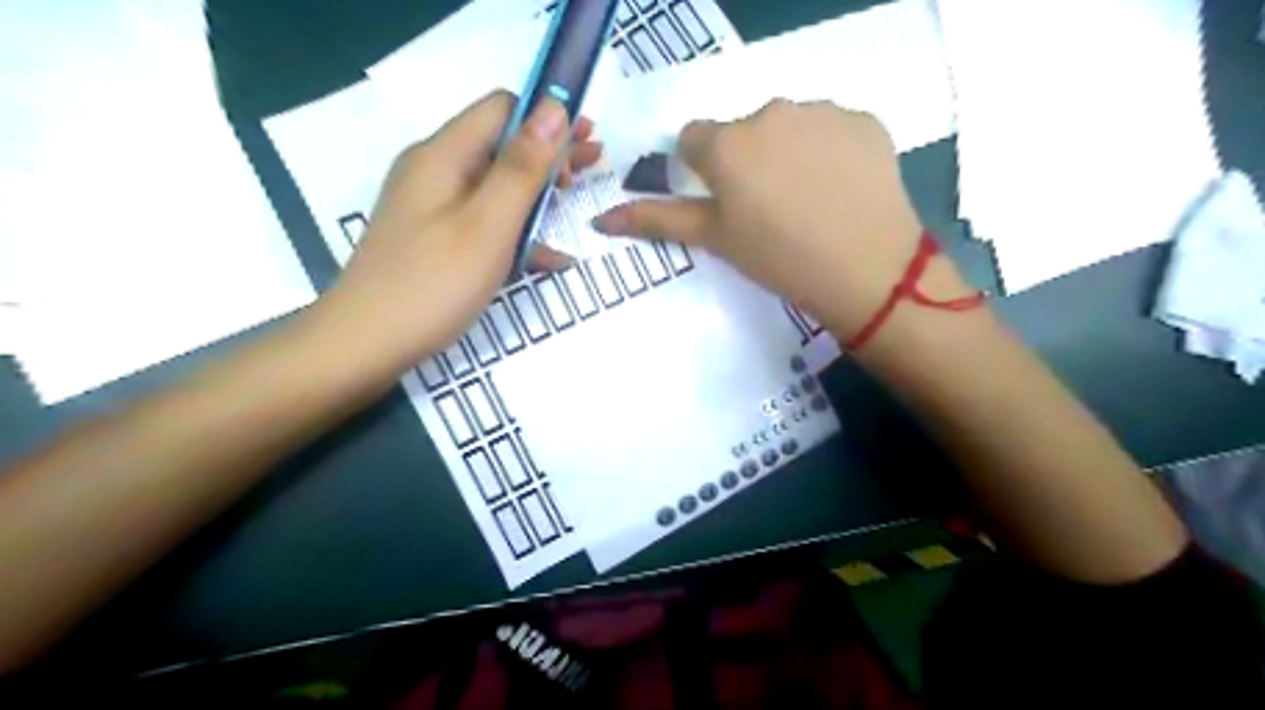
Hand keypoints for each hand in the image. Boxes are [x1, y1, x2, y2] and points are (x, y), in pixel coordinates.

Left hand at [310, 92, 597, 367]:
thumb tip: (555, 108)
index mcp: (444, 155)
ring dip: (538, 192)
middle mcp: (436, 171)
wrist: (366, 345)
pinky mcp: (435, 239)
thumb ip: (522, 167)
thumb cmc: (433, 284)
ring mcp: (433, 207)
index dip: (548, 117)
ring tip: (577, 204)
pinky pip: (484, 221)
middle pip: (501, 145)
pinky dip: (517, 231)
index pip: (502, 109)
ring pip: (495, 186)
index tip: (587, 140)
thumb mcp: (489, 223)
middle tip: (594, 165)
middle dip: (550, 153)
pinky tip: (551, 258)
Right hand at [592, 100, 970, 343]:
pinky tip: (840, 189)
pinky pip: (832, 129)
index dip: (704, 170)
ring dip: (788, 153)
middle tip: (768, 209)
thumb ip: (656, 220)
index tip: (723, 201)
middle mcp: (769, 112)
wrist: (866, 270)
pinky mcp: (863, 120)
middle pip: (743, 131)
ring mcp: (821, 112)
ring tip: (808, 200)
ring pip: (789, 127)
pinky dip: (829, 152)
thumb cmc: (777, 258)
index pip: (694, 140)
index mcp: (726, 143)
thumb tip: (600, 218)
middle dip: (747, 161)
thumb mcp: (714, 239)